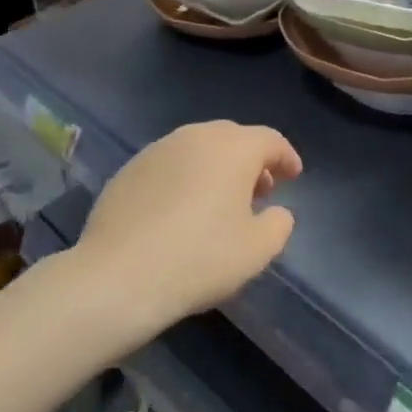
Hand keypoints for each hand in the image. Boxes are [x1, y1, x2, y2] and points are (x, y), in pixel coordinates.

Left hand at [73, 121, 301, 344]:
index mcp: (233, 148)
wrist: (118, 275)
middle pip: (233, 138)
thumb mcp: (256, 251)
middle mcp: (197, 136)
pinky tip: (180, 210)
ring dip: (216, 167)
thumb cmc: (199, 259)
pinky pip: (170, 164)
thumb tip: (277, 211)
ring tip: (220, 201)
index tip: (294, 176)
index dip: (286, 156)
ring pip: (199, 147)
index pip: (269, 140)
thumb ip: (278, 225)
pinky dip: (185, 177)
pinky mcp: (130, 168)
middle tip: (260, 190)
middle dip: (251, 160)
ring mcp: (159, 149)